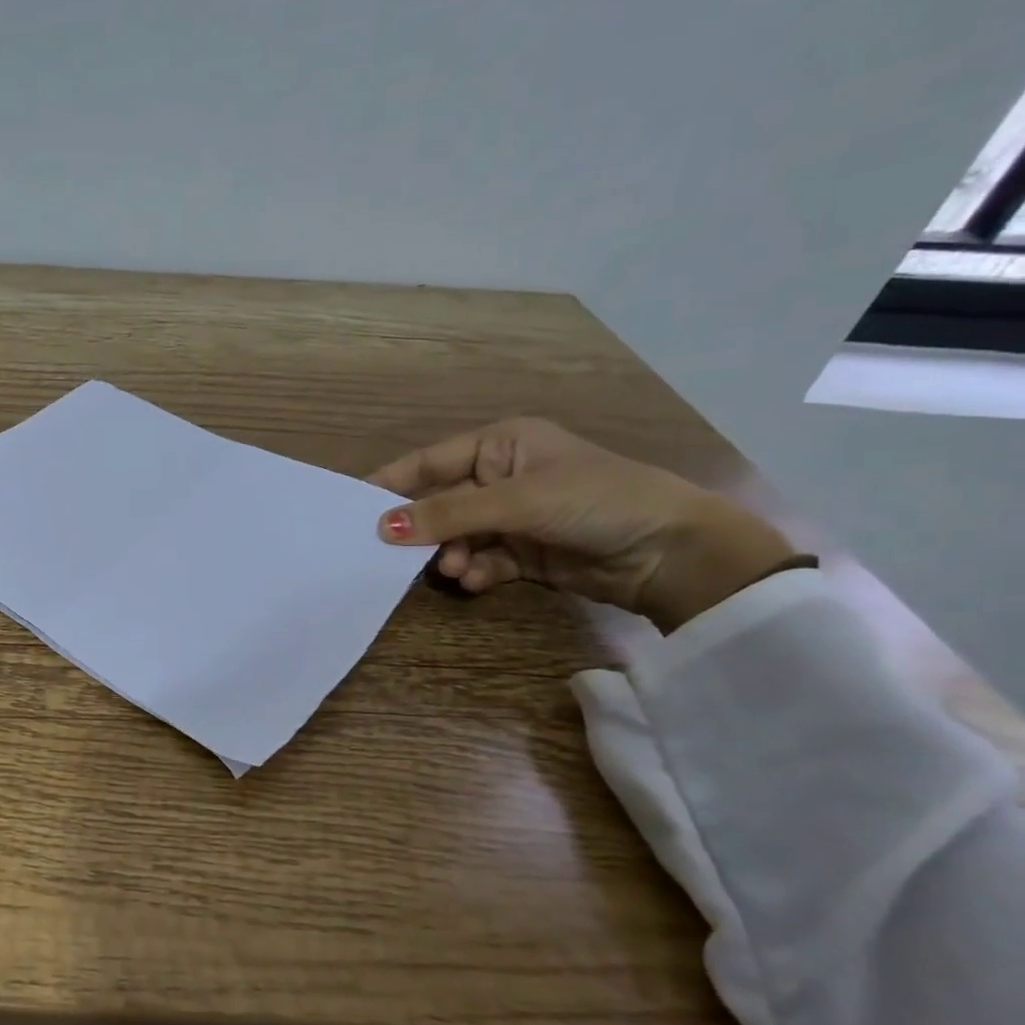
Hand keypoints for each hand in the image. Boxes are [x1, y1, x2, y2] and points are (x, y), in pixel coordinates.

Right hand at [369, 418, 796, 631]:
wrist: (671, 553)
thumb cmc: (596, 501)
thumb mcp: (518, 501)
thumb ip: (448, 513)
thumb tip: (382, 527)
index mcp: (502, 444)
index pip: (430, 461)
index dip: (392, 483)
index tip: (353, 509)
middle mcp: (502, 476)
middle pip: (440, 502)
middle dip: (423, 529)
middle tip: (392, 553)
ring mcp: (512, 516)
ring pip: (457, 536)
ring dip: (450, 554)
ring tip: (454, 570)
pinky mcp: (523, 552)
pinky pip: (480, 559)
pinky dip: (473, 571)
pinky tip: (474, 581)